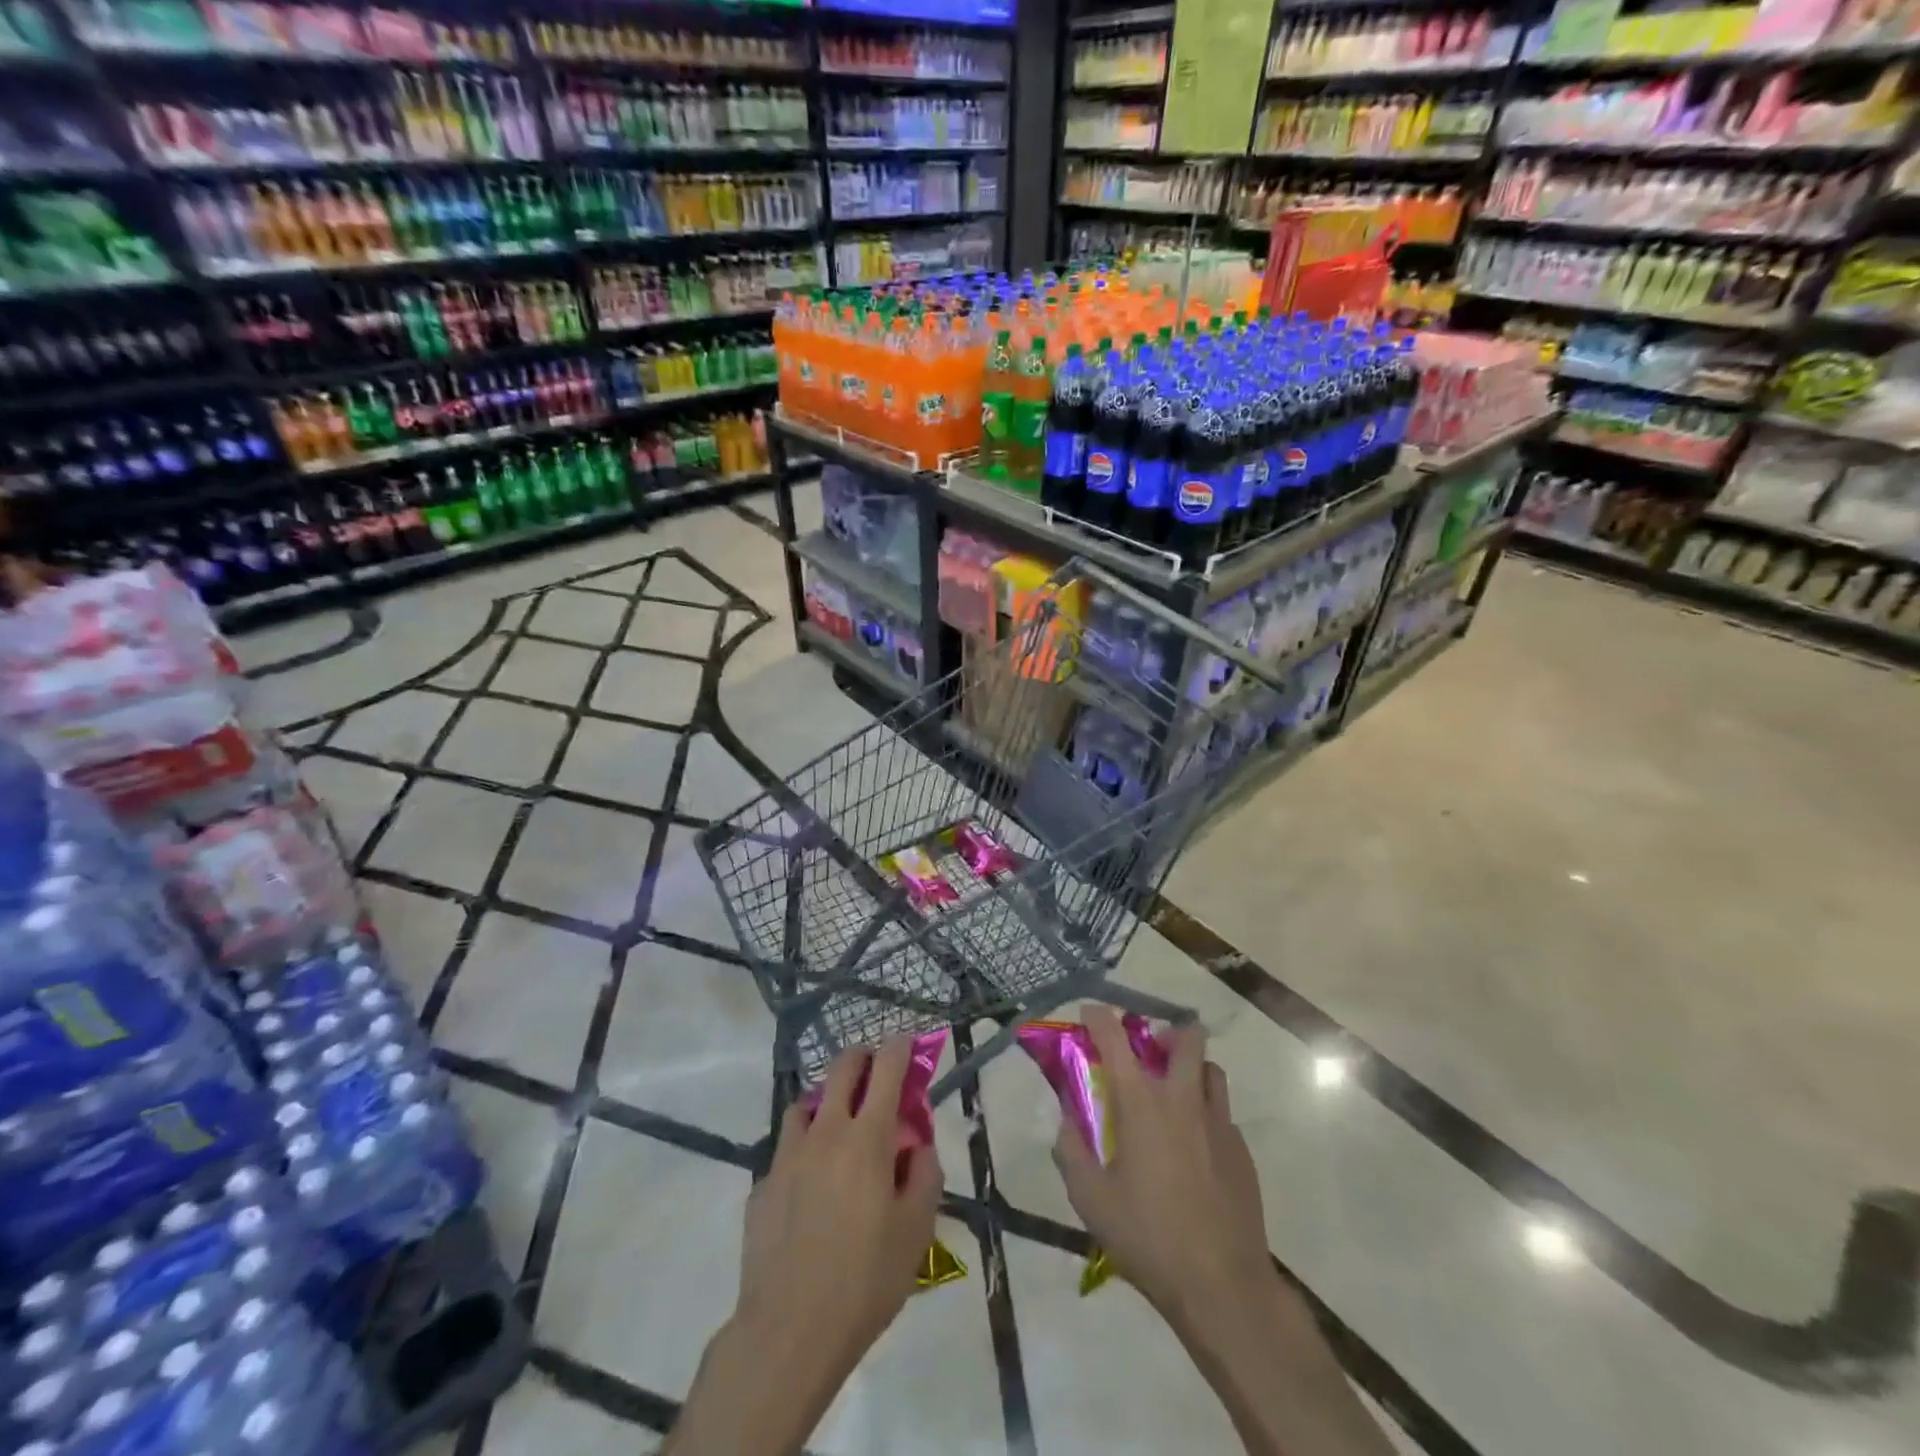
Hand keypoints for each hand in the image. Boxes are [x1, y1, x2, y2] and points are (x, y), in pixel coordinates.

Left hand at [735, 1039, 941, 1375]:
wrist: (788, 1330)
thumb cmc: (865, 1279)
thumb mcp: (916, 1231)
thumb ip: (924, 1175)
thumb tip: (917, 1146)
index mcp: (867, 1138)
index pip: (886, 1070)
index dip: (899, 1048)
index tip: (906, 1042)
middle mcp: (825, 1132)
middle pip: (841, 1068)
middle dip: (862, 1058)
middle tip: (874, 1073)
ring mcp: (787, 1156)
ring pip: (806, 1104)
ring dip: (826, 1102)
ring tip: (839, 1130)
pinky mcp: (762, 1185)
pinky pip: (786, 1150)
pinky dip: (803, 1151)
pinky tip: (809, 1188)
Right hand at [1051, 1007, 1271, 1323]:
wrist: (1223, 1286)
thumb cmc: (1148, 1237)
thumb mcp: (1090, 1198)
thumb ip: (1070, 1150)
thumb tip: (1067, 1120)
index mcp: (1142, 1103)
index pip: (1116, 1039)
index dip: (1099, 1018)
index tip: (1089, 1013)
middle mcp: (1183, 1099)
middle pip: (1186, 1037)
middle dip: (1166, 1032)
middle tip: (1148, 1052)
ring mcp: (1220, 1123)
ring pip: (1210, 1070)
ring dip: (1191, 1068)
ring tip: (1173, 1095)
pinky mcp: (1242, 1151)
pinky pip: (1222, 1112)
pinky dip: (1205, 1112)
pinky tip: (1193, 1147)